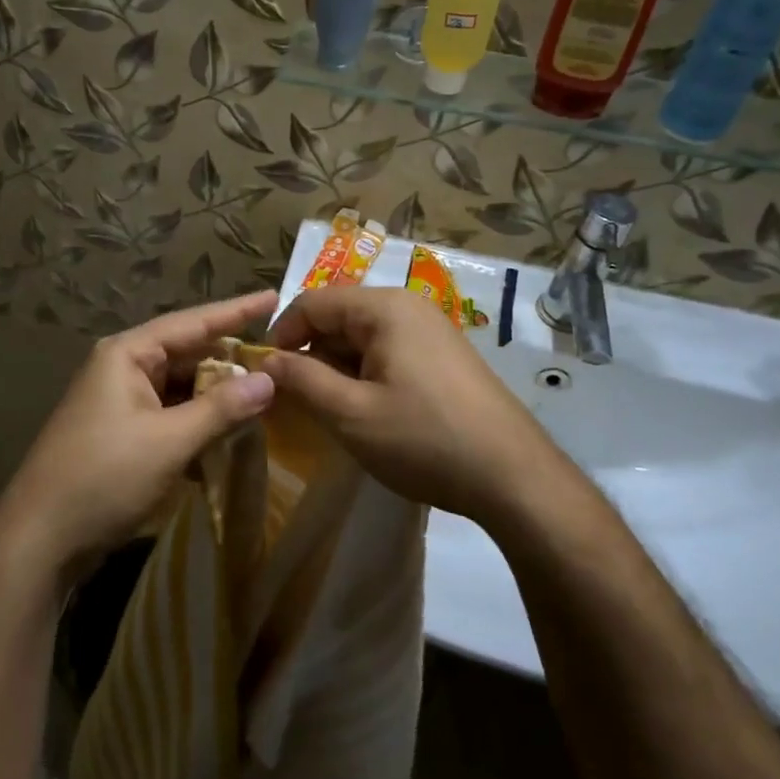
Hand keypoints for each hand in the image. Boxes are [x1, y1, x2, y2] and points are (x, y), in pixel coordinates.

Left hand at [0, 291, 278, 585]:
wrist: (38, 541)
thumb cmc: (103, 478)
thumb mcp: (169, 441)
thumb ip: (221, 408)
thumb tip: (270, 379)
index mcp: (127, 354)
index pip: (192, 322)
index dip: (236, 311)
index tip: (274, 297)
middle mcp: (122, 368)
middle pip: (188, 354)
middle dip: (230, 359)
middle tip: (280, 358)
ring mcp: (120, 402)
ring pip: (181, 387)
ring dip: (217, 395)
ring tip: (265, 394)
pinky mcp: (122, 434)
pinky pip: (171, 415)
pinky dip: (198, 421)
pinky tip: (230, 432)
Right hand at [262, 288, 565, 524]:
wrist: (513, 476)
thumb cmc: (424, 439)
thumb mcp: (351, 413)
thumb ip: (302, 380)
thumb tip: (266, 360)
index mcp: (385, 308)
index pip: (313, 302)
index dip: (282, 334)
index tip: (267, 374)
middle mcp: (409, 307)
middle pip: (340, 317)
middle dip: (312, 354)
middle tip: (299, 401)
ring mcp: (432, 330)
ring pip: (364, 337)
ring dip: (339, 369)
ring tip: (334, 412)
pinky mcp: (445, 356)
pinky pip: (390, 352)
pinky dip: (367, 375)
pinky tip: (371, 413)